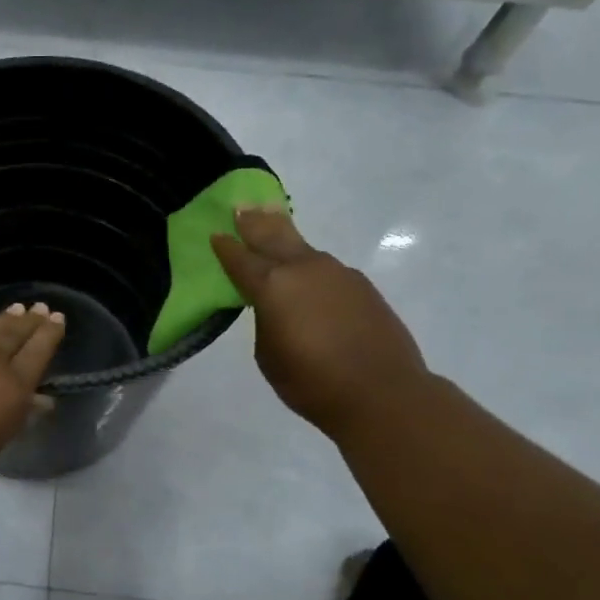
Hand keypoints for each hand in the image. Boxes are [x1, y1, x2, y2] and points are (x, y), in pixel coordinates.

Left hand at [0, 304, 66, 502]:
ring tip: (16, 310)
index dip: (50, 335)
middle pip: (15, 332)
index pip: (38, 353)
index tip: (57, 320)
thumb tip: (40, 400)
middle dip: (31, 321)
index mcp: (10, 389)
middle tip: (41, 309)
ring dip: (4, 318)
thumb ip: (14, 418)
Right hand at [212, 205, 431, 440]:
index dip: (226, 247)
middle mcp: (303, 269)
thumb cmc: (312, 381)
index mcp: (272, 285)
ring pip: (302, 249)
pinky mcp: (361, 286)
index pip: (240, 259)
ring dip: (285, 238)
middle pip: (273, 236)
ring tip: (273, 226)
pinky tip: (308, 276)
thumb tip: (277, 306)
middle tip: (242, 206)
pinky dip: (310, 266)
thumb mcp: (268, 354)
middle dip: (255, 221)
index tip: (216, 233)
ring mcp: (337, 273)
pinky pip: (326, 269)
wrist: (383, 392)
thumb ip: (267, 320)